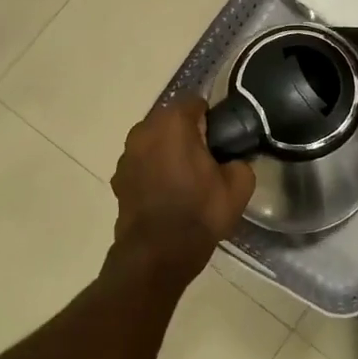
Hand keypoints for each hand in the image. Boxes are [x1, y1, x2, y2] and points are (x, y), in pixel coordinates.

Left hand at [110, 98, 255, 288]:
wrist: (157, 255)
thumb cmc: (199, 213)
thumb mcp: (239, 186)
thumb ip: (240, 161)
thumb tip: (232, 160)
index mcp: (174, 123)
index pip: (196, 102)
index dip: (211, 120)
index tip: (221, 141)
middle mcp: (144, 130)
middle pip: (171, 120)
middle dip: (187, 133)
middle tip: (206, 159)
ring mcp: (126, 154)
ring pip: (154, 141)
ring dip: (167, 151)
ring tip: (185, 178)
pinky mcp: (117, 178)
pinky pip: (142, 163)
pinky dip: (152, 170)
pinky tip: (166, 193)